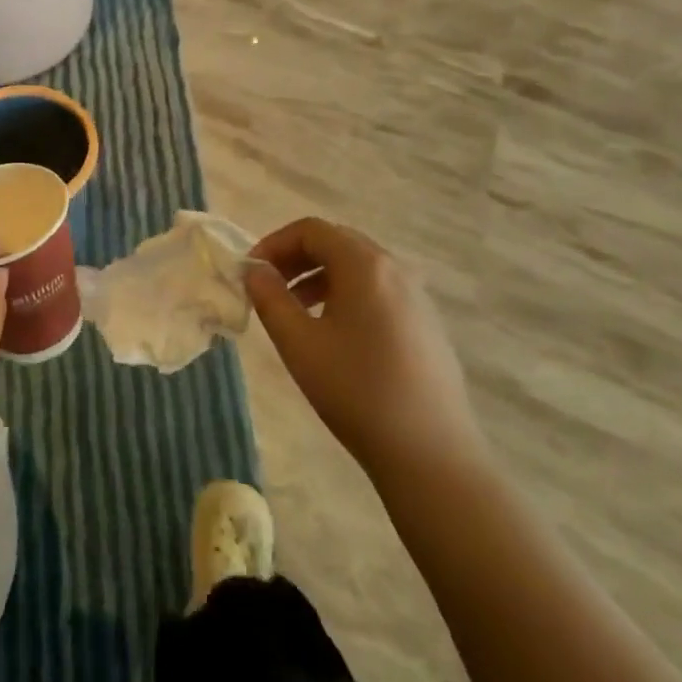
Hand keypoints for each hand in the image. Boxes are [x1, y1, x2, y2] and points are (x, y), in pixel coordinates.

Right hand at [245, 218, 486, 483]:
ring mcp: (416, 296)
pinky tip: (334, 334)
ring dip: (320, 277)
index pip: (312, 230)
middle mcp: (395, 269)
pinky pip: (378, 291)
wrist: (430, 452)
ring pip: (359, 268)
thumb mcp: (299, 344)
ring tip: (294, 311)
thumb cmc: (356, 391)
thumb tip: (255, 272)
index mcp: (364, 265)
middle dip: (296, 258)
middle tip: (268, 287)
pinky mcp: (426, 323)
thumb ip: (270, 299)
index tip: (251, 272)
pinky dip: (346, 294)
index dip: (274, 243)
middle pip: (337, 242)